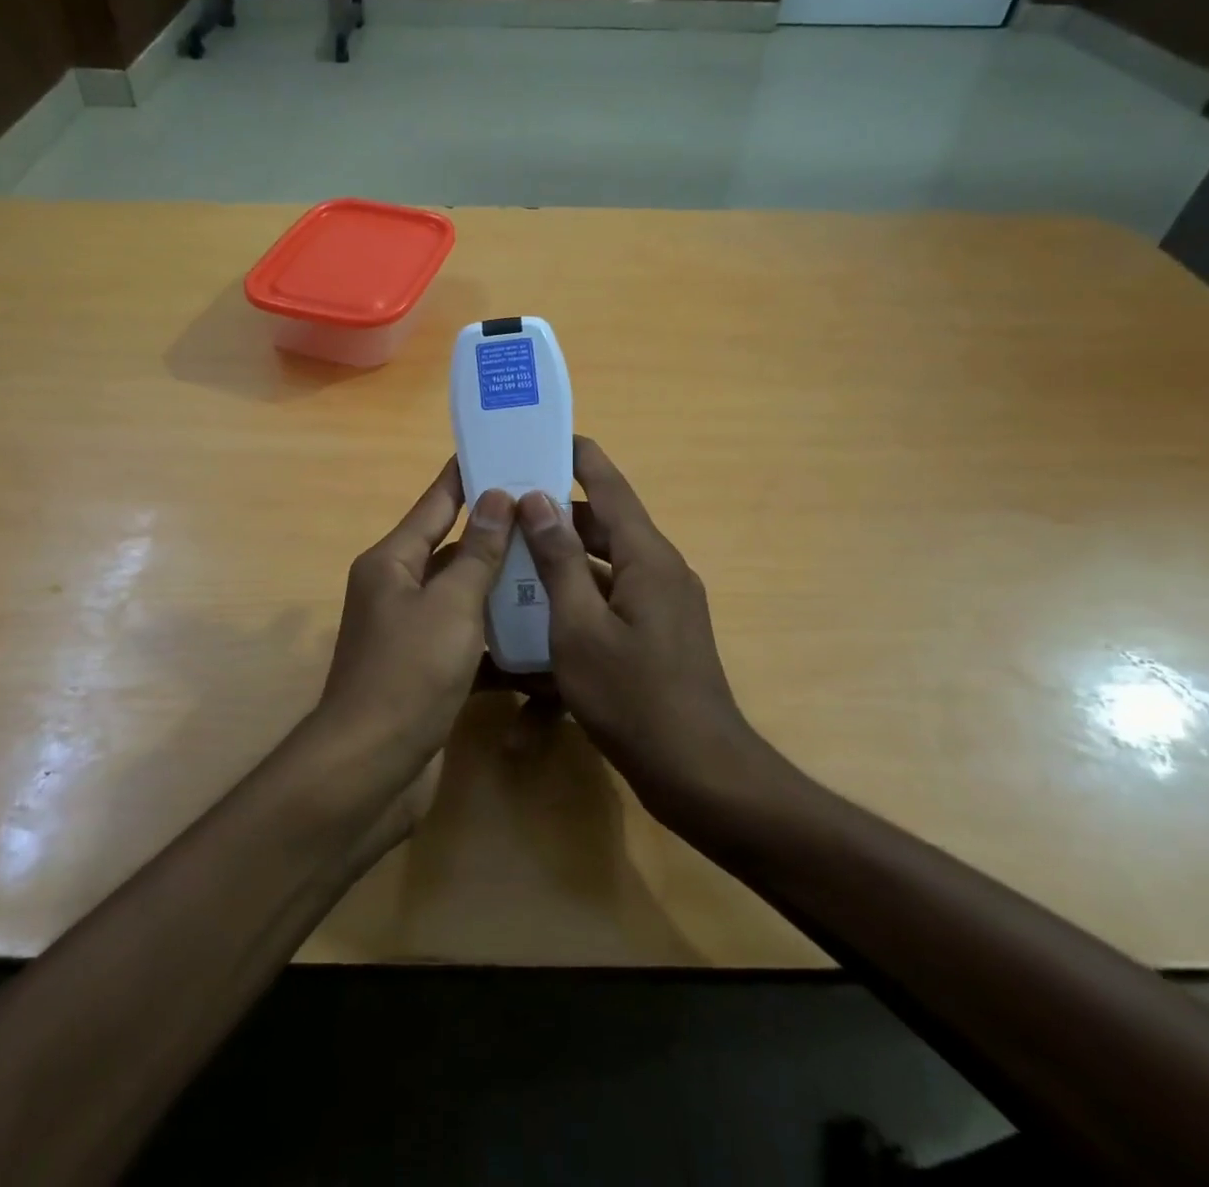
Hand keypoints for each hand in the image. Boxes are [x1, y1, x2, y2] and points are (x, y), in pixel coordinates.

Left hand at [312, 458, 515, 793]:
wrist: (372, 768)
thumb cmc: (409, 674)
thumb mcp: (450, 606)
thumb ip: (477, 553)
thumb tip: (497, 497)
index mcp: (392, 562)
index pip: (435, 503)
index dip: (466, 475)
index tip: (500, 448)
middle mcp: (396, 589)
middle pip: (452, 548)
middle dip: (496, 532)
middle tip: (548, 512)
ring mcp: (410, 632)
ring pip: (463, 595)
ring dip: (501, 586)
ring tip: (554, 564)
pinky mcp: (425, 670)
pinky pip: (466, 639)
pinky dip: (496, 637)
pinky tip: (539, 635)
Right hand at [515, 437, 792, 818]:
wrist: (699, 772)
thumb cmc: (633, 697)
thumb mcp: (579, 627)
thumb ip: (559, 560)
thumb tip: (537, 500)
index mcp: (647, 557)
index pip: (610, 487)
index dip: (579, 457)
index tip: (544, 435)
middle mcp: (660, 570)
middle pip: (605, 524)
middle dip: (559, 512)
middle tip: (509, 504)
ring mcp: (663, 604)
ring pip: (607, 563)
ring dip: (566, 556)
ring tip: (515, 552)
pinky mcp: (658, 634)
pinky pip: (613, 595)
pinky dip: (580, 592)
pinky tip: (543, 609)